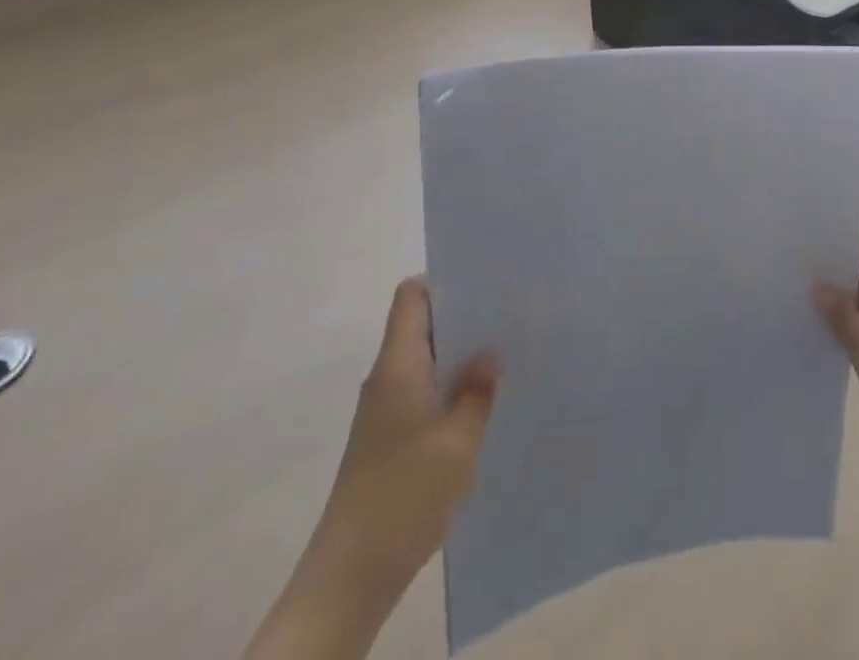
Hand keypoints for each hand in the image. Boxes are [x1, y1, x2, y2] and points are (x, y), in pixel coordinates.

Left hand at [243, 279, 497, 659]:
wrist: (349, 575)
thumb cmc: (405, 494)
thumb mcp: (458, 440)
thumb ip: (477, 389)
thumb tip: (489, 351)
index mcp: (399, 364)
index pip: (412, 296)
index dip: (444, 282)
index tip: (484, 283)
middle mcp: (387, 377)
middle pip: (421, 325)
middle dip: (463, 318)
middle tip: (508, 316)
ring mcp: (384, 410)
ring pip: (424, 361)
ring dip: (458, 357)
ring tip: (504, 357)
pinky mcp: (387, 439)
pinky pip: (422, 393)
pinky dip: (448, 389)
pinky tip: (480, 407)